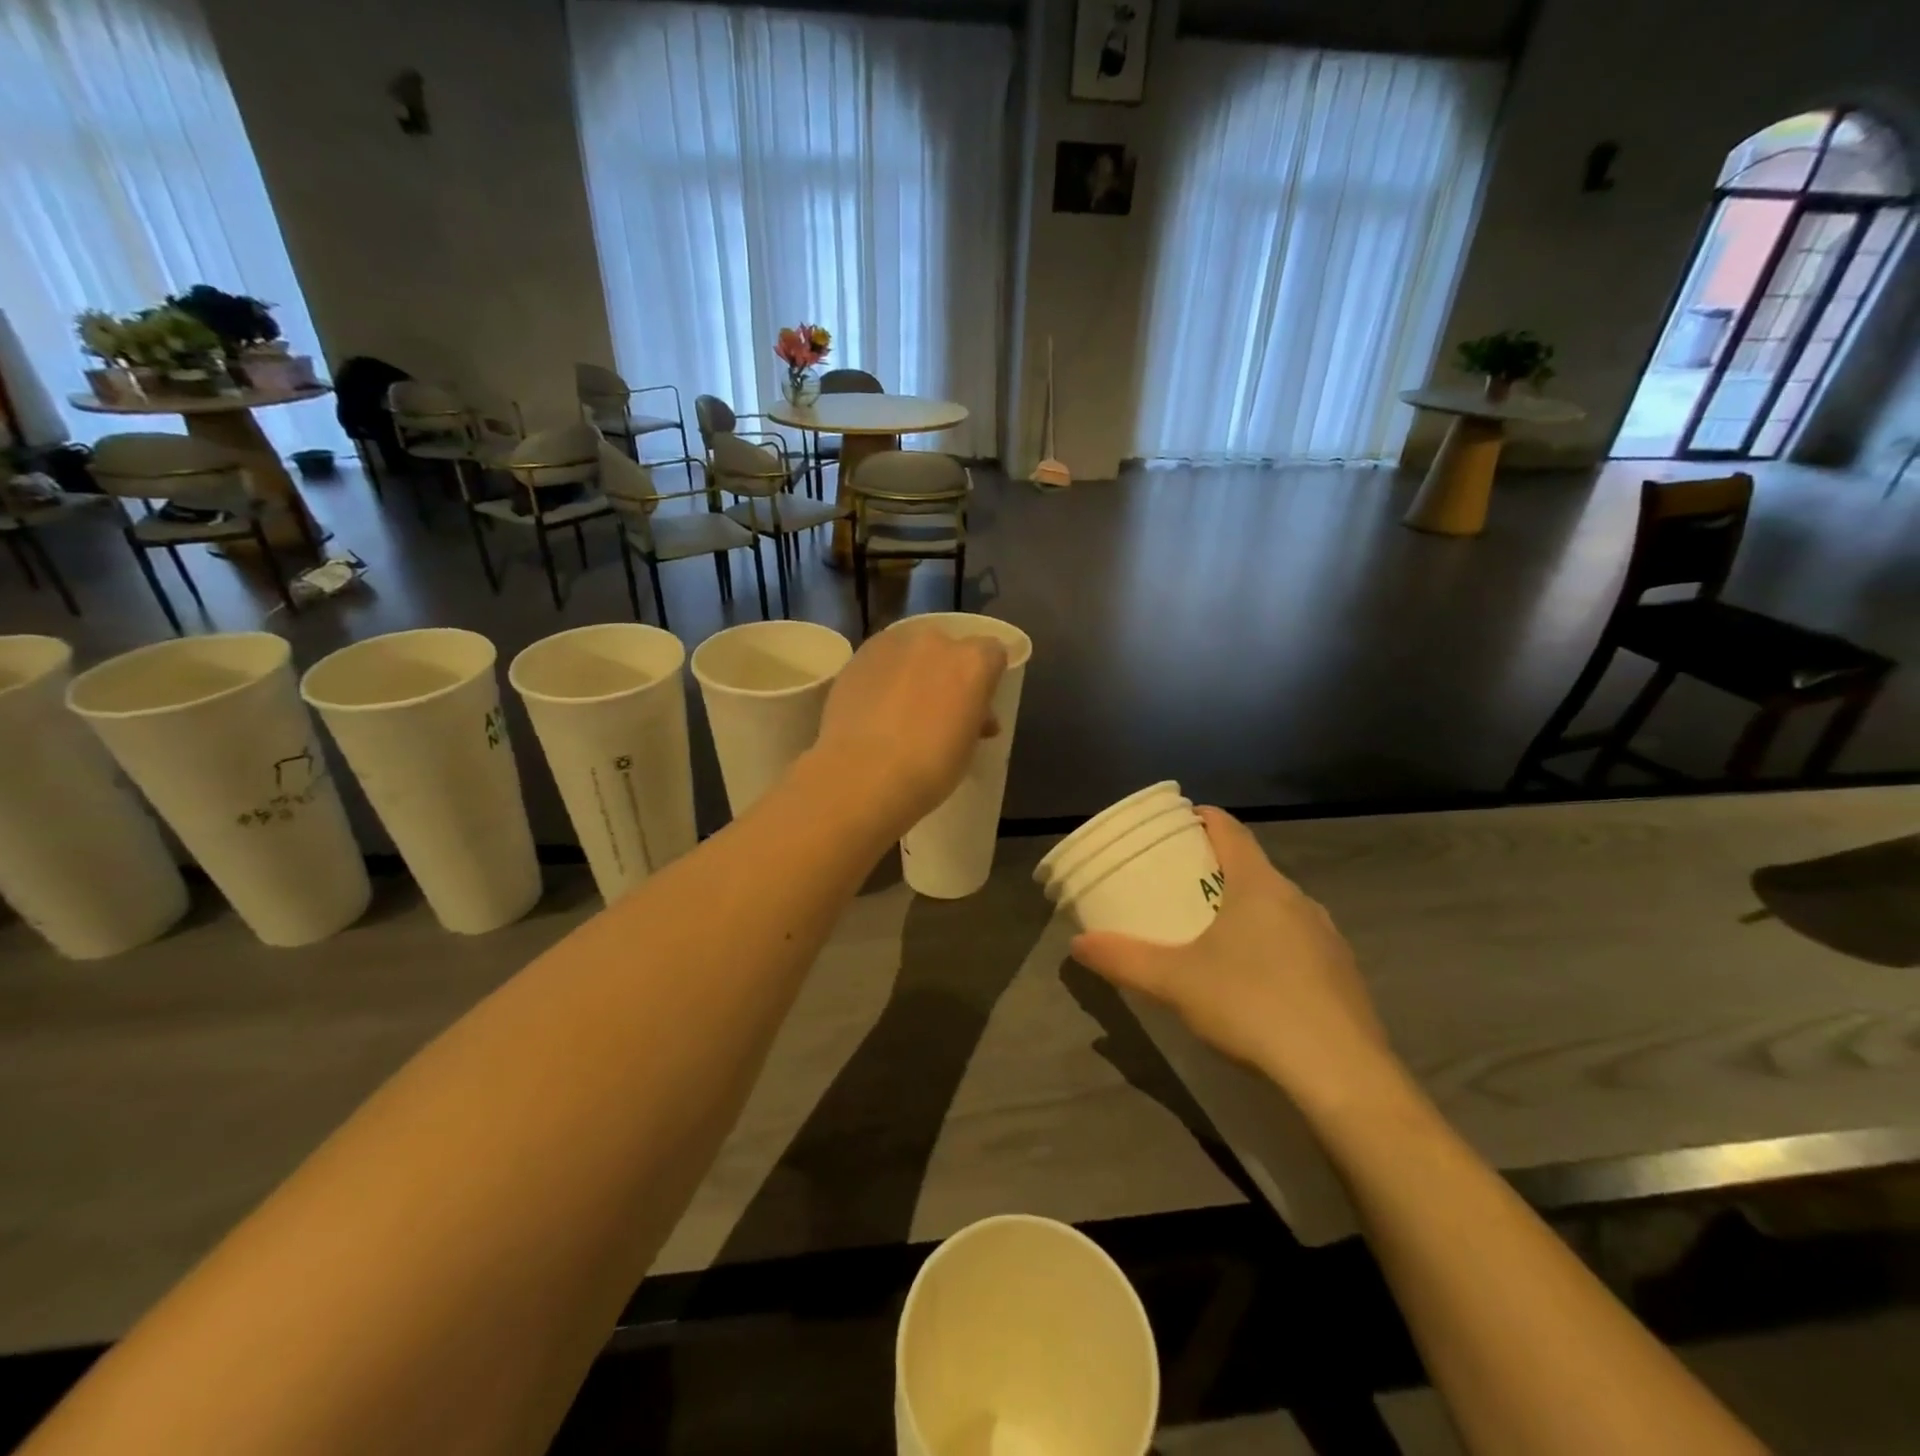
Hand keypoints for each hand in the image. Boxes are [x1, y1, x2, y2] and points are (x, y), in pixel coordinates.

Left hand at [812, 622, 1006, 834]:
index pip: (993, 654)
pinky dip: (883, 677)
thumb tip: (975, 716)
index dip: (987, 679)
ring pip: (912, 650)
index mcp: (973, 662)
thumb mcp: (968, 747)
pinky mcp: (858, 656)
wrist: (862, 776)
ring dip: (913, 670)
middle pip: (950, 648)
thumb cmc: (929, 770)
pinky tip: (874, 708)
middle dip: (948, 671)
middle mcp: (934, 641)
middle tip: (939, 709)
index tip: (978, 705)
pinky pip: (881, 660)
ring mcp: (892, 644)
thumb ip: (975, 718)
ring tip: (901, 709)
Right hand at [1070, 808, 1400, 1115]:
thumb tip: (1078, 944)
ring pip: (1278, 906)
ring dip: (1246, 908)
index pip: (1230, 830)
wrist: (1342, 1075)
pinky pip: (1299, 941)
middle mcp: (1298, 899)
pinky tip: (1256, 980)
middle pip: (1253, 866)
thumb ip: (1123, 960)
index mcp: (1259, 886)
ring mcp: (1327, 937)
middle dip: (1217, 869)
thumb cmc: (1252, 1006)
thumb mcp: (1175, 983)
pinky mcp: (1344, 974)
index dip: (1203, 818)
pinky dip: (1272, 943)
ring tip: (1213, 932)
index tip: (1179, 823)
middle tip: (1180, 884)